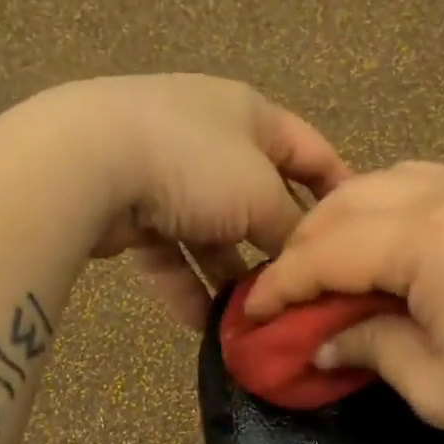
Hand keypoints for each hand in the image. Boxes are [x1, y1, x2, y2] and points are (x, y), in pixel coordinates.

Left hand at [39, 75, 352, 325]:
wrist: (88, 163)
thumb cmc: (194, 164)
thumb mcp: (260, 194)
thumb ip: (289, 227)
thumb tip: (301, 257)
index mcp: (248, 115)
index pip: (309, 150)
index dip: (336, 187)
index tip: (356, 231)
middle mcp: (209, 138)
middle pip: (257, 199)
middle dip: (275, 247)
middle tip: (297, 290)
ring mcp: (165, 173)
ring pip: (210, 234)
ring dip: (229, 276)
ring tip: (251, 320)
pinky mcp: (130, 210)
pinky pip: (169, 254)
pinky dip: (185, 287)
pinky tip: (203, 327)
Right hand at [247, 163, 443, 443]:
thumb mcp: (439, 387)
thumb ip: (372, 350)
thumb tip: (328, 340)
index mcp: (423, 237)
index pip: (324, 252)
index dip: (279, 286)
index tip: (250, 316)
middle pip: (348, 203)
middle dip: (304, 246)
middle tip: (286, 294)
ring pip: (388, 182)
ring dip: (346, 221)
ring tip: (332, 268)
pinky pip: (429, 185)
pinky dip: (391, 211)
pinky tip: (391, 248)